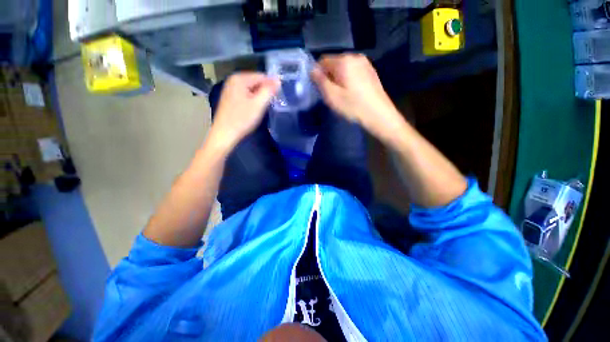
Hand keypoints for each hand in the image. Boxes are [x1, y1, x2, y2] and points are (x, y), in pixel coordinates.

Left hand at [207, 72, 278, 153]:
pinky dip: (253, 100)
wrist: (225, 134)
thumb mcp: (259, 104)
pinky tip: (254, 109)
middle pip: (256, 82)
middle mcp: (233, 80)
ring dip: (259, 97)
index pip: (262, 76)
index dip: (272, 86)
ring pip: (252, 89)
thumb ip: (269, 90)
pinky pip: (246, 94)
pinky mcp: (230, 98)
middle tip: (271, 104)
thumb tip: (278, 79)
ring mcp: (230, 89)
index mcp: (239, 78)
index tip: (278, 98)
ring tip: (263, 108)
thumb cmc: (242, 119)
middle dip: (265, 91)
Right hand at [311, 54, 406, 143]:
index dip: (318, 74)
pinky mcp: (371, 71)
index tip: (320, 89)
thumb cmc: (353, 106)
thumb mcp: (332, 96)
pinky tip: (352, 93)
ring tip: (342, 95)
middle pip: (334, 63)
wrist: (379, 115)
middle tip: (331, 94)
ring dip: (339, 79)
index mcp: (344, 61)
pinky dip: (348, 79)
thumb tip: (312, 70)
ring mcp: (365, 63)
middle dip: (329, 76)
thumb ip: (320, 81)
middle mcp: (355, 56)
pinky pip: (353, 72)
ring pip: (344, 68)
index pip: (322, 60)